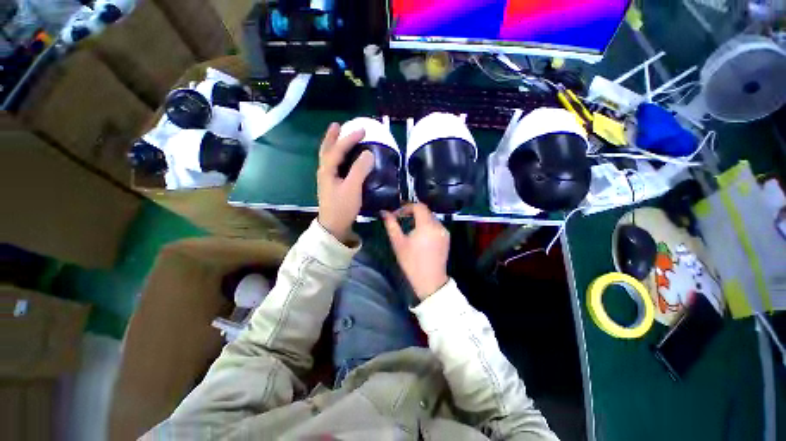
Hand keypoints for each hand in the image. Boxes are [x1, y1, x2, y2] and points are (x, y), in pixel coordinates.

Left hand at [317, 123, 373, 243]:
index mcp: (328, 170)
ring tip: (339, 137)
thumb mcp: (352, 188)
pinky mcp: (332, 186)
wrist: (334, 227)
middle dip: (332, 137)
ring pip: (329, 157)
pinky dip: (338, 157)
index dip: (350, 138)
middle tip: (338, 125)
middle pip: (327, 150)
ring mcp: (327, 180)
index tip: (363, 130)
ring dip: (334, 145)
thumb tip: (368, 153)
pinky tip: (344, 160)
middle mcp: (325, 172)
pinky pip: (334, 165)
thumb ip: (360, 169)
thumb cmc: (342, 207)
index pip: (338, 149)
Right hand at [382, 203, 449, 299]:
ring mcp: (444, 231)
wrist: (430, 281)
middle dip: (412, 213)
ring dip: (419, 219)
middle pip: (425, 211)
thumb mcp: (398, 243)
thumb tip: (384, 212)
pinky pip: (436, 225)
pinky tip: (420, 236)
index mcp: (427, 225)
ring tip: (409, 228)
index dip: (406, 207)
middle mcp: (438, 225)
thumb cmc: (411, 262)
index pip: (418, 206)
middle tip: (401, 220)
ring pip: (431, 218)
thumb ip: (391, 225)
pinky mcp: (447, 238)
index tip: (397, 215)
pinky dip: (427, 225)